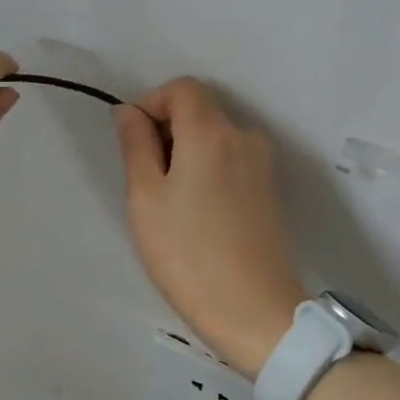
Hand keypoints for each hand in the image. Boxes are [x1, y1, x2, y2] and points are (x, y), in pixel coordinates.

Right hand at [113, 78, 308, 375]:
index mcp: (212, 132)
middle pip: (200, 110)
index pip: (181, 88)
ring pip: (215, 137)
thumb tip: (130, 111)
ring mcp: (262, 164)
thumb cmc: (187, 253)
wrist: (253, 311)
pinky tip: (196, 214)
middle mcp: (244, 137)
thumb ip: (136, 144)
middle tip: (145, 180)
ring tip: (170, 203)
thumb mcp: (145, 197)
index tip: (133, 143)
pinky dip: (207, 169)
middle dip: (166, 130)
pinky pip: (230, 160)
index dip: (151, 104)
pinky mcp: (269, 190)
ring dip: (186, 152)